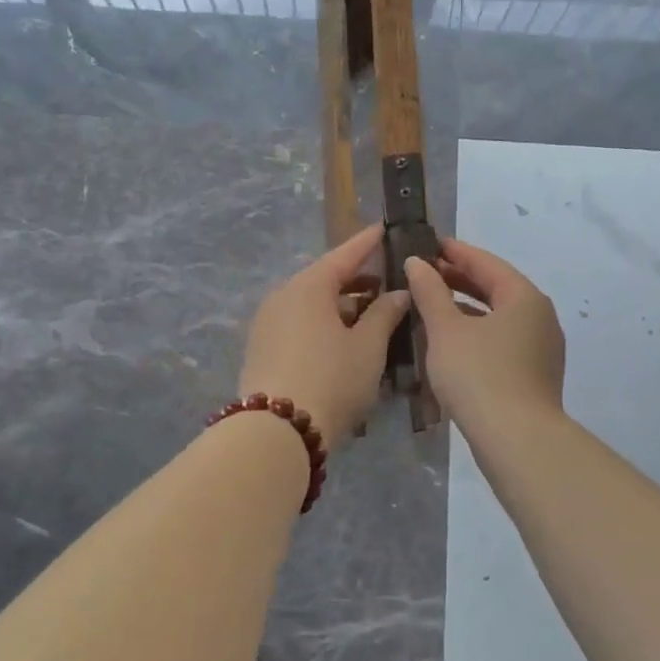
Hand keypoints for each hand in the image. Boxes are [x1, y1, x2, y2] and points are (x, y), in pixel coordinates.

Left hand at [240, 224, 410, 444]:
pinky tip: (344, 341)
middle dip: (357, 281)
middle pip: (324, 280)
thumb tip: (398, 293)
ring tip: (372, 316)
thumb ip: (385, 314)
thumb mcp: (367, 347)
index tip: (384, 228)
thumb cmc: (331, 380)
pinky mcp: (262, 350)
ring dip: (341, 307)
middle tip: (388, 283)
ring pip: (311, 305)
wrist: (276, 432)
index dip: (367, 243)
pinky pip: (299, 325)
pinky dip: (323, 325)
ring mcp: (267, 324)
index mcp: (307, 287)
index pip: (344, 255)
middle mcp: (282, 297)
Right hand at [405, 239, 563, 434]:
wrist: (516, 440)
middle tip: (425, 273)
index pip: (486, 263)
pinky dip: (477, 333)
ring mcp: (542, 347)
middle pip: (496, 288)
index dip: (455, 252)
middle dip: (460, 280)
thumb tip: (418, 263)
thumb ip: (430, 292)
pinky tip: (451, 342)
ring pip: (499, 317)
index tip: (428, 244)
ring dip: (466, 308)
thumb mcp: (446, 330)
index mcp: (524, 297)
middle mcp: (540, 316)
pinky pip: (503, 340)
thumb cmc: (478, 375)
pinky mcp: (535, 374)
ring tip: (432, 306)